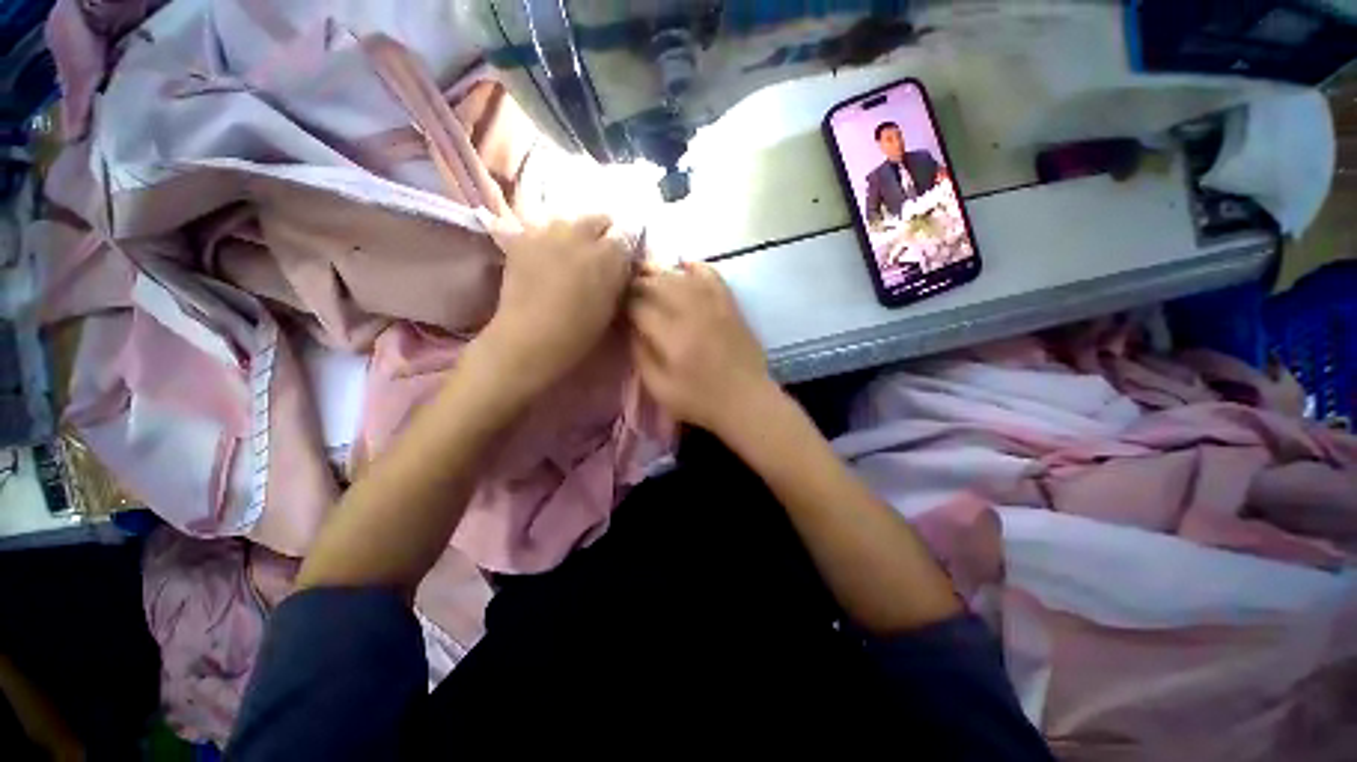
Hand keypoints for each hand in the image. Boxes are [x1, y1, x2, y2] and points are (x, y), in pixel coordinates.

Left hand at [480, 215, 633, 397]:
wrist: (530, 338)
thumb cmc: (579, 332)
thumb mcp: (612, 307)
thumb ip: (618, 279)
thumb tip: (621, 266)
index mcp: (609, 255)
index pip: (626, 236)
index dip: (624, 250)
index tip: (620, 263)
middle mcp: (581, 235)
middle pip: (598, 220)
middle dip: (601, 234)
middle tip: (597, 256)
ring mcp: (549, 233)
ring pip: (568, 222)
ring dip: (573, 235)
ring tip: (567, 256)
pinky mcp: (523, 239)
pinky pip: (540, 230)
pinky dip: (546, 241)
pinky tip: (542, 259)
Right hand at [628, 261, 777, 435]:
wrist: (746, 400)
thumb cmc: (700, 401)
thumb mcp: (659, 388)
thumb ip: (640, 355)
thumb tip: (630, 327)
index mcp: (671, 337)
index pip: (638, 305)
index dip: (621, 301)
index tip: (613, 303)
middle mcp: (691, 313)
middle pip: (656, 284)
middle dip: (636, 281)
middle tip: (624, 285)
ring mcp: (714, 305)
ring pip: (680, 275)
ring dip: (659, 271)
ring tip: (644, 272)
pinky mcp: (729, 305)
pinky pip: (711, 275)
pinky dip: (694, 266)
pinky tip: (682, 265)